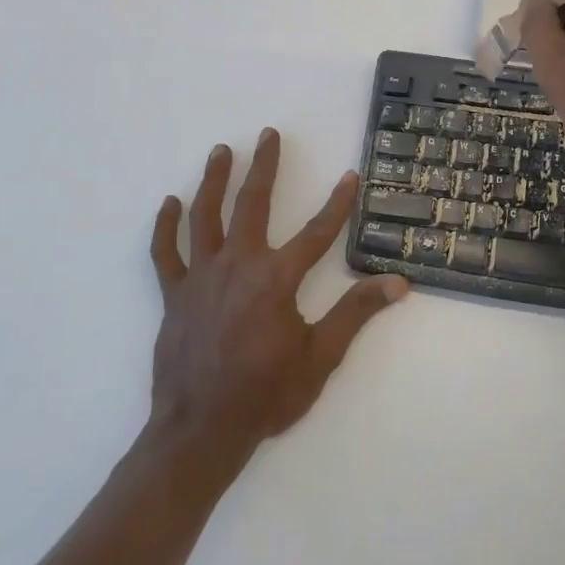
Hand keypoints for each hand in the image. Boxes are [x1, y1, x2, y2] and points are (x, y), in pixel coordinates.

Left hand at [147, 129, 407, 459]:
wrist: (202, 430)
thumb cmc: (266, 395)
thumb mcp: (321, 357)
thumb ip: (356, 314)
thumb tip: (399, 284)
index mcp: (277, 279)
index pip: (317, 232)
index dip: (337, 203)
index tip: (350, 175)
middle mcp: (238, 265)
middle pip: (253, 204)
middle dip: (265, 166)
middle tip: (269, 134)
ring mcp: (201, 277)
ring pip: (206, 216)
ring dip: (214, 180)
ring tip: (222, 151)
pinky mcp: (174, 294)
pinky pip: (166, 252)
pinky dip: (166, 226)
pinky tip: (170, 202)